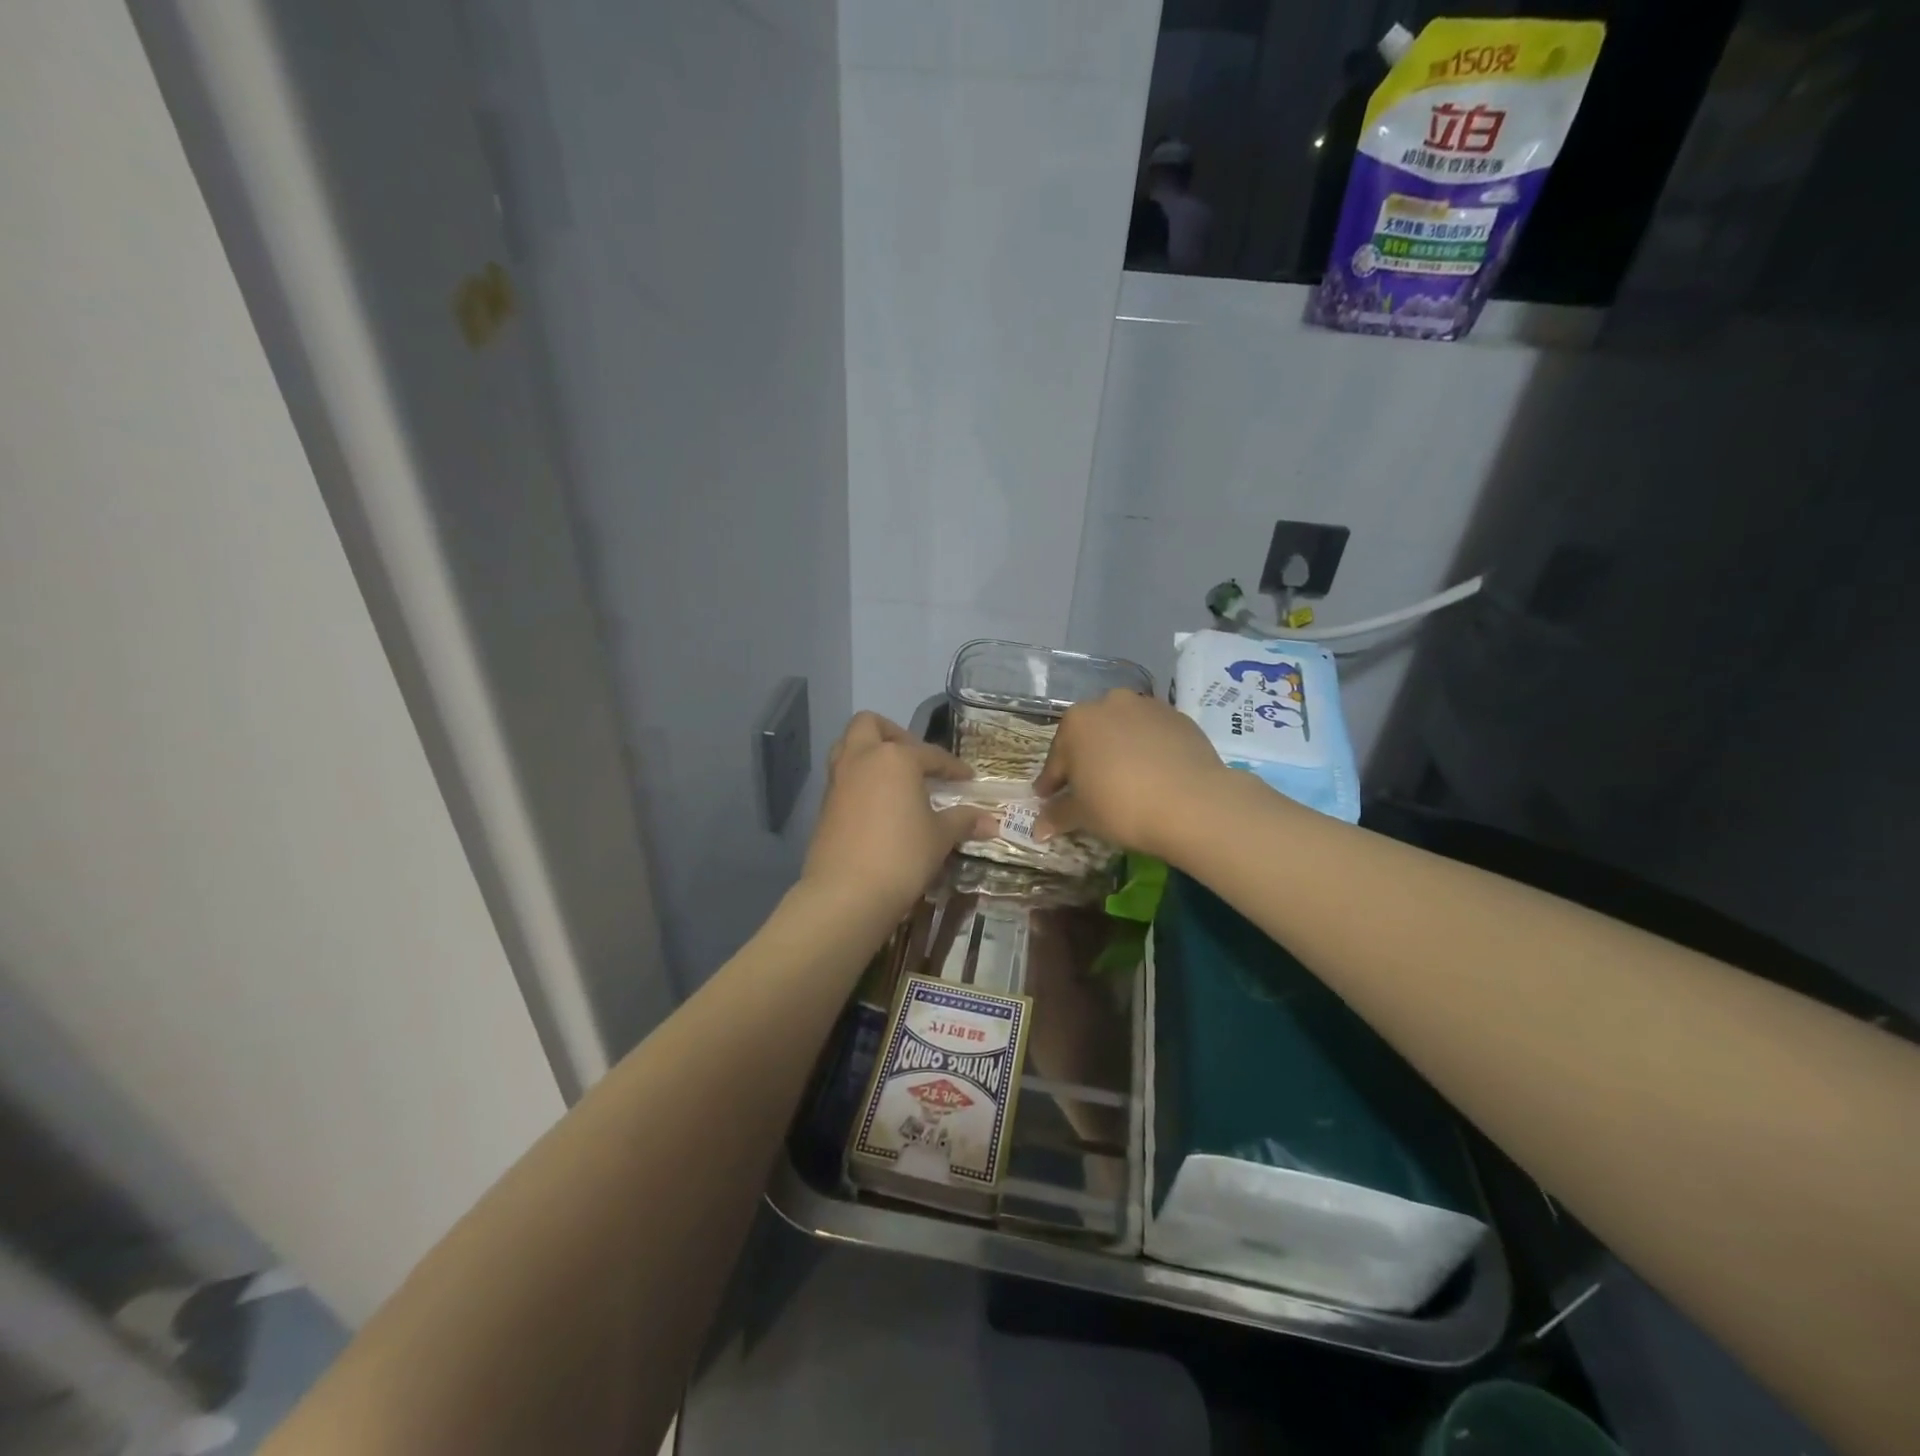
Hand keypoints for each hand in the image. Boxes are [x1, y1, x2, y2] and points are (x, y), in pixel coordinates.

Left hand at [802, 713, 998, 921]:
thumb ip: (963, 821)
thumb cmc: (902, 856)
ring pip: (848, 746)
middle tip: (915, 759)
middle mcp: (862, 759)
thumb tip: (990, 822)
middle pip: (870, 725)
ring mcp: (838, 780)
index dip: (952, 767)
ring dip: (870, 753)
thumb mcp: (940, 837)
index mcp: (895, 758)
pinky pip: (843, 776)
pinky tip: (879, 804)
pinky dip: (860, 779)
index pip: (930, 755)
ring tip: (894, 778)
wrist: (846, 892)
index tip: (967, 778)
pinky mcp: (825, 804)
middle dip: (894, 734)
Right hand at [1033, 690, 1234, 858]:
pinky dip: (1147, 750)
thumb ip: (1057, 815)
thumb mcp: (1083, 815)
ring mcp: (1147, 707)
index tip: (1048, 799)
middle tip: (1087, 791)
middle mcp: (1109, 703)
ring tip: (1123, 780)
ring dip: (1118, 751)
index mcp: (1076, 722)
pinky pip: (1152, 735)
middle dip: (1085, 761)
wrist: (1193, 804)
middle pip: (1089, 737)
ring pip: (1122, 731)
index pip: (1056, 759)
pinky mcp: (1178, 717)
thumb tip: (1037, 829)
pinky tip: (1152, 775)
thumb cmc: (1122, 806)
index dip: (1051, 784)